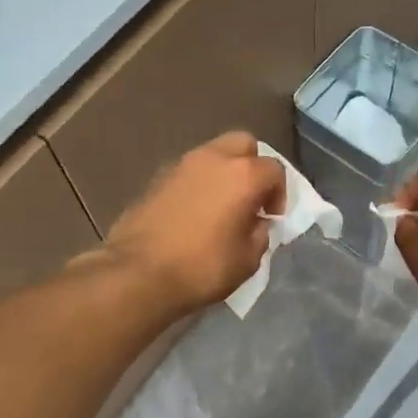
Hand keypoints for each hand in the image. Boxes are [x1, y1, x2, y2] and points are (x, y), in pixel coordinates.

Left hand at [105, 131, 285, 316]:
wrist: (137, 273)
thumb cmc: (202, 268)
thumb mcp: (247, 260)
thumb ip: (260, 234)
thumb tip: (256, 222)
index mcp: (243, 175)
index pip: (274, 169)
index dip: (280, 193)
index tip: (271, 218)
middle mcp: (213, 159)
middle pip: (243, 144)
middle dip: (253, 166)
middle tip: (251, 198)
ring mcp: (180, 165)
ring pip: (213, 153)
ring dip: (224, 173)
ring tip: (221, 206)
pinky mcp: (156, 178)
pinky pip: (189, 171)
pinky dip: (199, 183)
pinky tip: (195, 213)